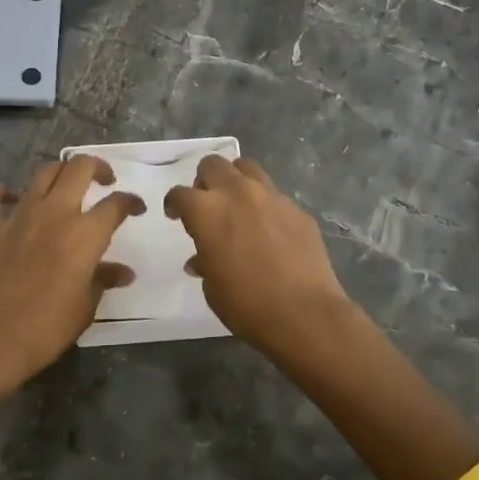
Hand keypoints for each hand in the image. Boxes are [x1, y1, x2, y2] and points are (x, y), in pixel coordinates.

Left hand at [0, 156, 143, 434]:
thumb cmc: (47, 329)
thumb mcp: (86, 307)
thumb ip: (104, 279)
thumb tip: (123, 272)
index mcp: (84, 233)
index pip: (116, 204)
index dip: (130, 202)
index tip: (136, 208)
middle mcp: (54, 213)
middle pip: (79, 168)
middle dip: (98, 167)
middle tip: (105, 181)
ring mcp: (18, 216)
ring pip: (43, 173)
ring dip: (60, 173)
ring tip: (68, 186)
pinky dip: (1, 192)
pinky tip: (11, 199)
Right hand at [164, 155, 363, 360]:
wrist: (304, 314)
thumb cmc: (246, 304)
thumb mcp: (212, 287)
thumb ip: (204, 261)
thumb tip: (202, 259)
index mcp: (207, 211)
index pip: (180, 194)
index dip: (174, 204)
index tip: (176, 215)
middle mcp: (237, 193)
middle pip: (213, 165)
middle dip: (204, 181)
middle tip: (207, 204)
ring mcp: (271, 197)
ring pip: (247, 168)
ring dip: (236, 180)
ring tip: (237, 204)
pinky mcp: (297, 209)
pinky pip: (275, 195)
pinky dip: (265, 204)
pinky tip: (269, 229)